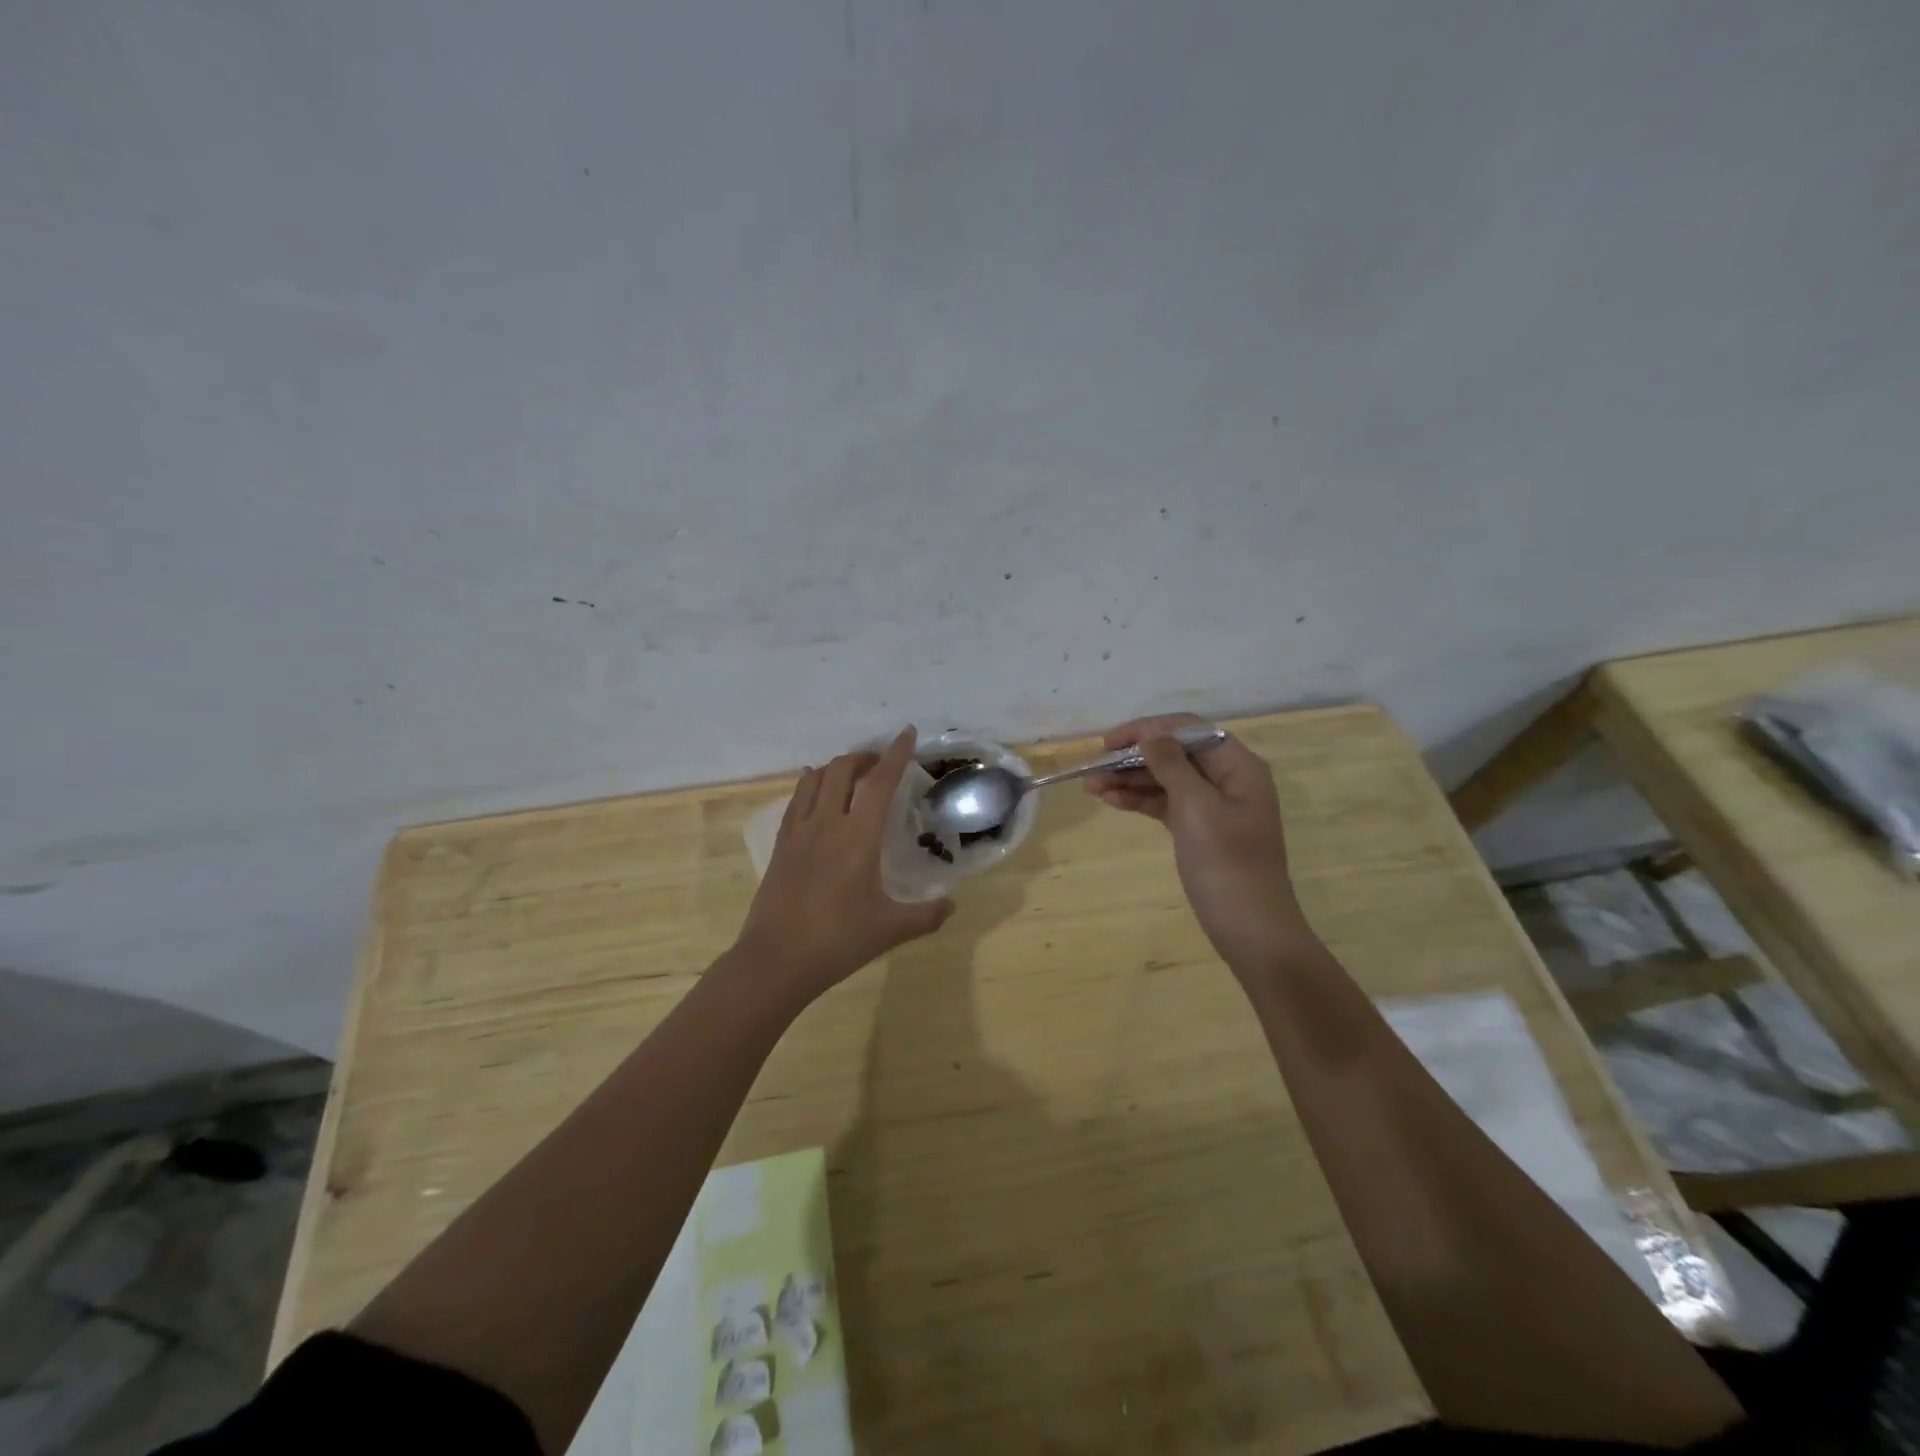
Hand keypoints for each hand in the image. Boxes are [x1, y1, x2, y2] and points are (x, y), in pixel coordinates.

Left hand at [733, 727, 953, 1004]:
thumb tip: (951, 904)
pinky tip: (815, 788)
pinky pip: (796, 799)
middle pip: (843, 769)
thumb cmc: (838, 941)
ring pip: (816, 778)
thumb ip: (926, 914)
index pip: (880, 782)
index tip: (907, 733)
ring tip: (853, 774)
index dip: (896, 754)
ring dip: (837, 767)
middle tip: (882, 764)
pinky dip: (811, 783)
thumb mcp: (891, 929)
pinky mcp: (781, 844)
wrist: (776, 960)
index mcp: (859, 836)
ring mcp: (799, 831)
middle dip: (865, 757)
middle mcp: (827, 822)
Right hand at [1086, 713, 1313, 972]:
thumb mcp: (1197, 807)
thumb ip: (1172, 765)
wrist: (1250, 928)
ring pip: (1166, 779)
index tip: (1110, 742)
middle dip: (1134, 757)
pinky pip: (1166, 804)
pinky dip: (1140, 800)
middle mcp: (1227, 779)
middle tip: (1094, 767)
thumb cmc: (1226, 863)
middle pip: (1175, 753)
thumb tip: (1151, 736)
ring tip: (1091, 787)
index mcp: (1238, 766)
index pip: (1188, 729)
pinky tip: (1111, 800)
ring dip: (1130, 779)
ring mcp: (1213, 806)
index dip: (1149, 729)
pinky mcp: (1199, 830)